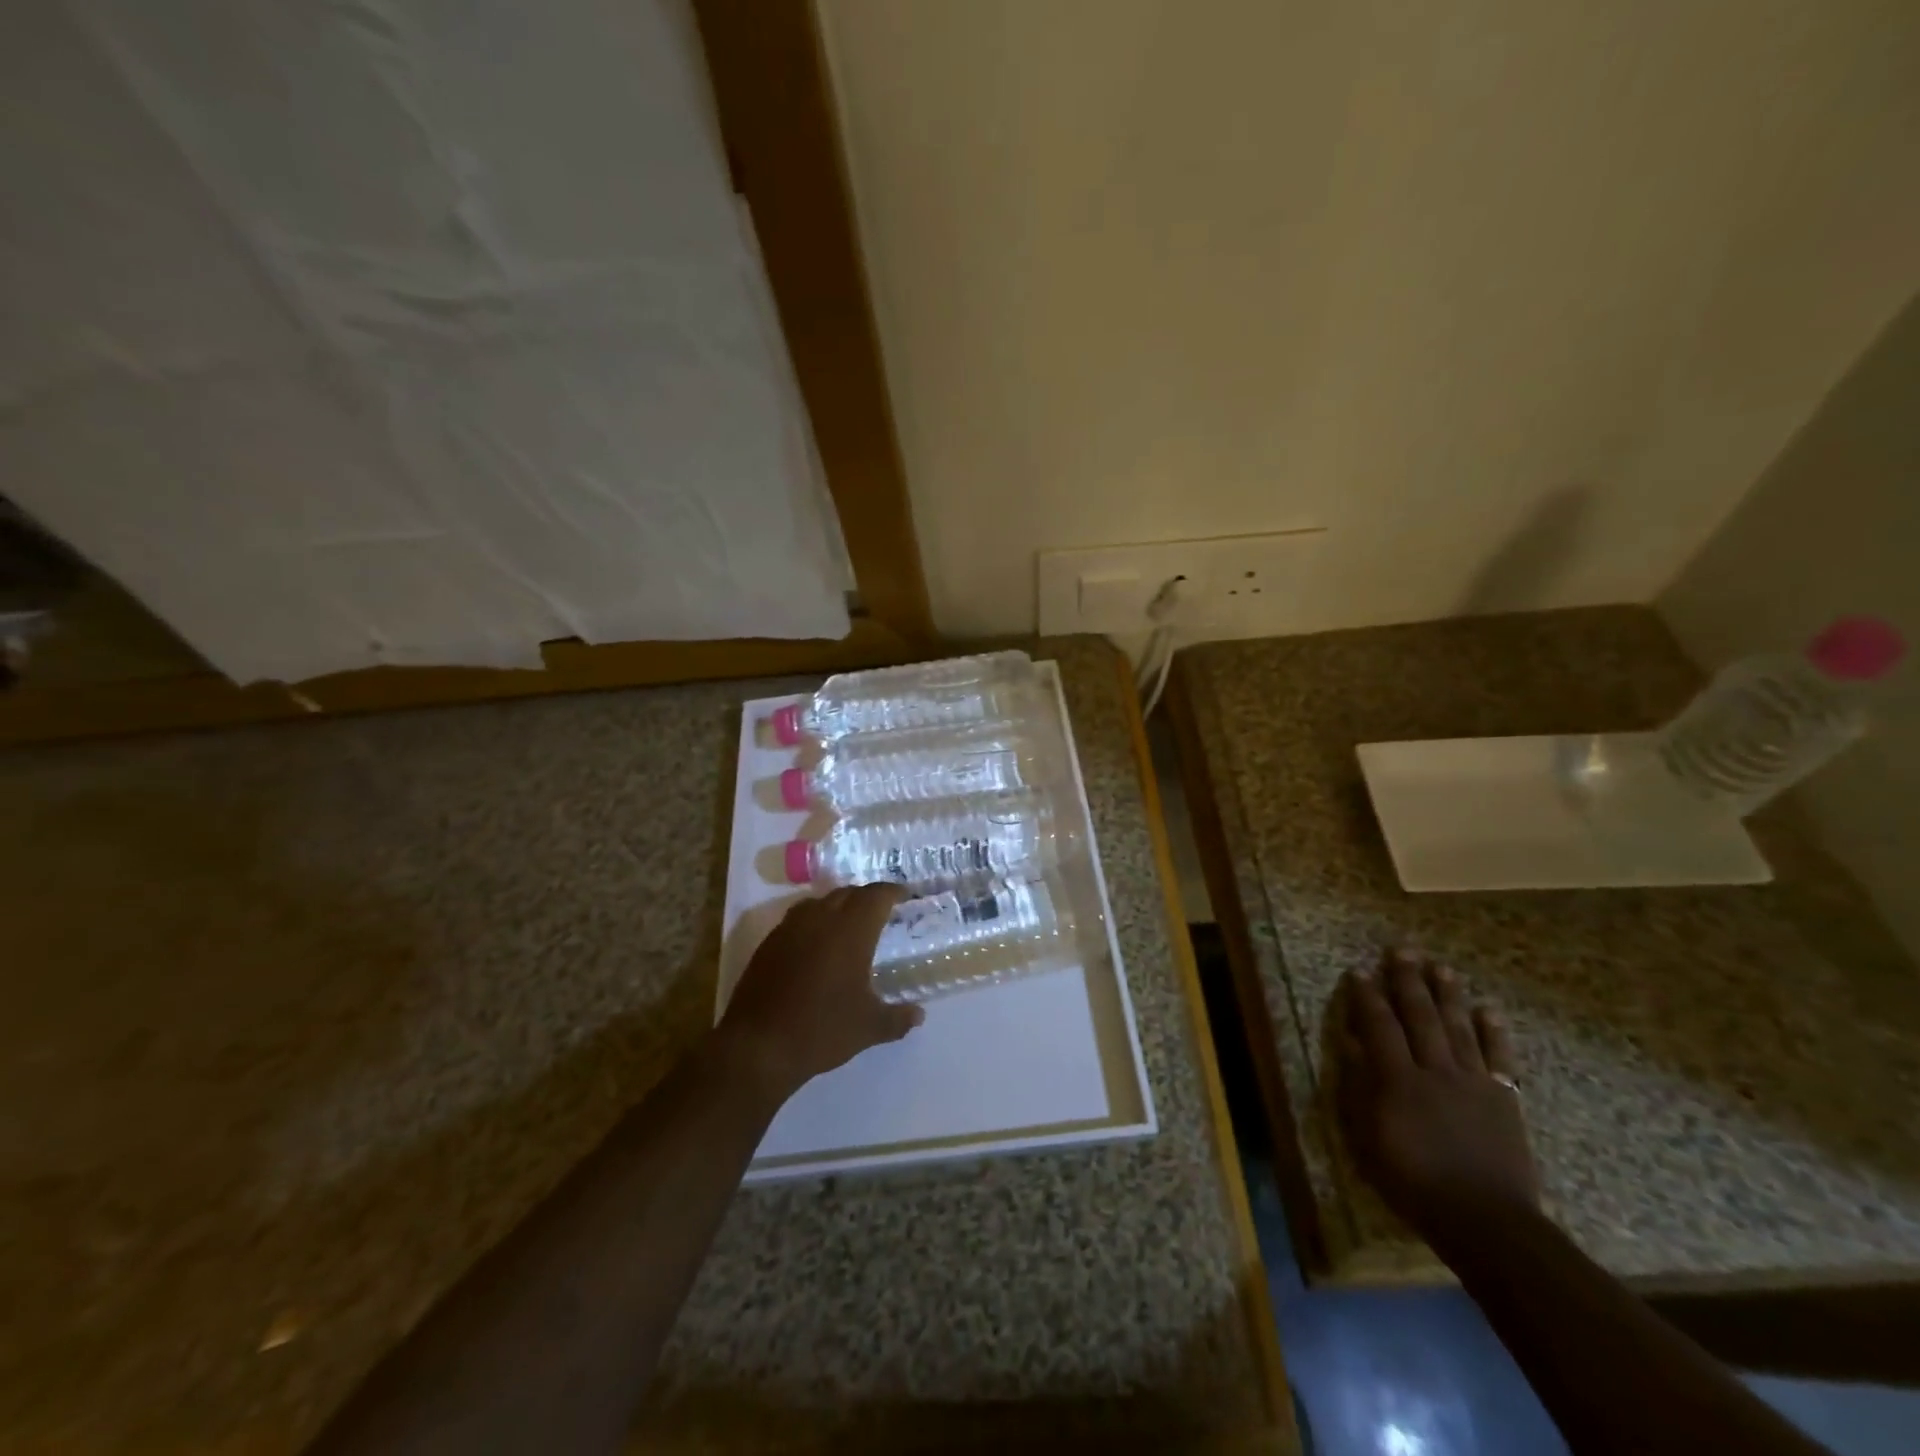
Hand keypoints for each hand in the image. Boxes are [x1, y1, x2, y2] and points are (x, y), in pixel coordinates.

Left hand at [718, 884, 923, 1102]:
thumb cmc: (821, 1029)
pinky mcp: (769, 943)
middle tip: (881, 911)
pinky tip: (818, 945)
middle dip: (867, 897)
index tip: (905, 896)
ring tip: (850, 924)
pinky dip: (815, 922)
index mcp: (851, 930)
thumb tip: (919, 1014)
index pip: (876, 896)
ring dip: (839, 906)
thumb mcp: (869, 1027)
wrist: (758, 1046)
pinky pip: (798, 918)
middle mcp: (821, 919)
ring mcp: (791, 928)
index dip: (893, 892)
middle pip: (848, 893)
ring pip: (821, 902)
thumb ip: (898, 1018)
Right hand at [1335, 949, 1538, 1240]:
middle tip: (1402, 950)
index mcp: (1398, 1080)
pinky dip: (1493, 1032)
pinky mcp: (1503, 1099)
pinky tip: (1488, 1010)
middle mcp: (1435, 1071)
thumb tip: (1353, 1046)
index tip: (1359, 971)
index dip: (1367, 996)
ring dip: (1448, 995)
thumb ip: (1361, 1089)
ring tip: (1440, 967)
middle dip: (1408, 981)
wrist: (1486, 1221)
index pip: (1379, 1026)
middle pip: (1420, 1016)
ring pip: (1458, 1028)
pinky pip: (1498, 1058)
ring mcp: (1473, 1083)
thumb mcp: (1369, 1140)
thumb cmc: (1414, 1183)